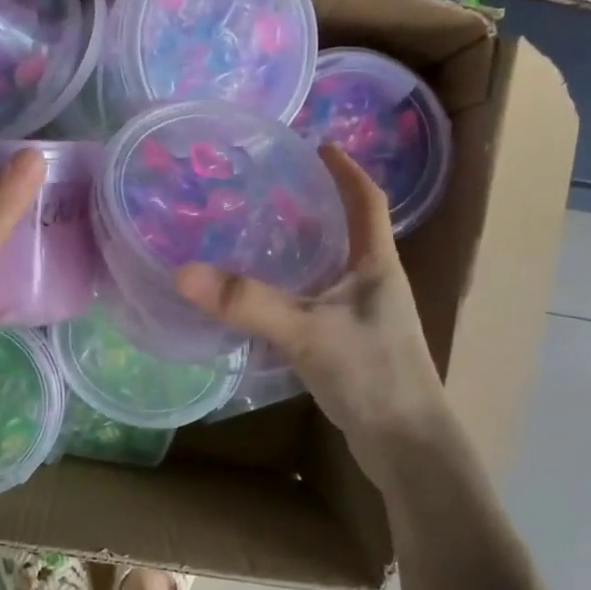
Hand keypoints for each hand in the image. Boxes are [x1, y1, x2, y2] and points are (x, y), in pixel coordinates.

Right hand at [175, 146, 452, 483]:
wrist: (407, 445)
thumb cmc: (372, 374)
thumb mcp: (306, 331)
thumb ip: (248, 302)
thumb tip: (183, 272)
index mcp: (377, 265)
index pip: (367, 200)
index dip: (345, 169)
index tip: (318, 144)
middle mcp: (376, 284)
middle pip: (348, 232)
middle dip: (315, 207)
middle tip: (270, 192)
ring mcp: (366, 318)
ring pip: (331, 271)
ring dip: (302, 252)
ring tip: (259, 240)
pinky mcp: (352, 347)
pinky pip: (319, 305)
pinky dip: (294, 294)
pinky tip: (264, 305)